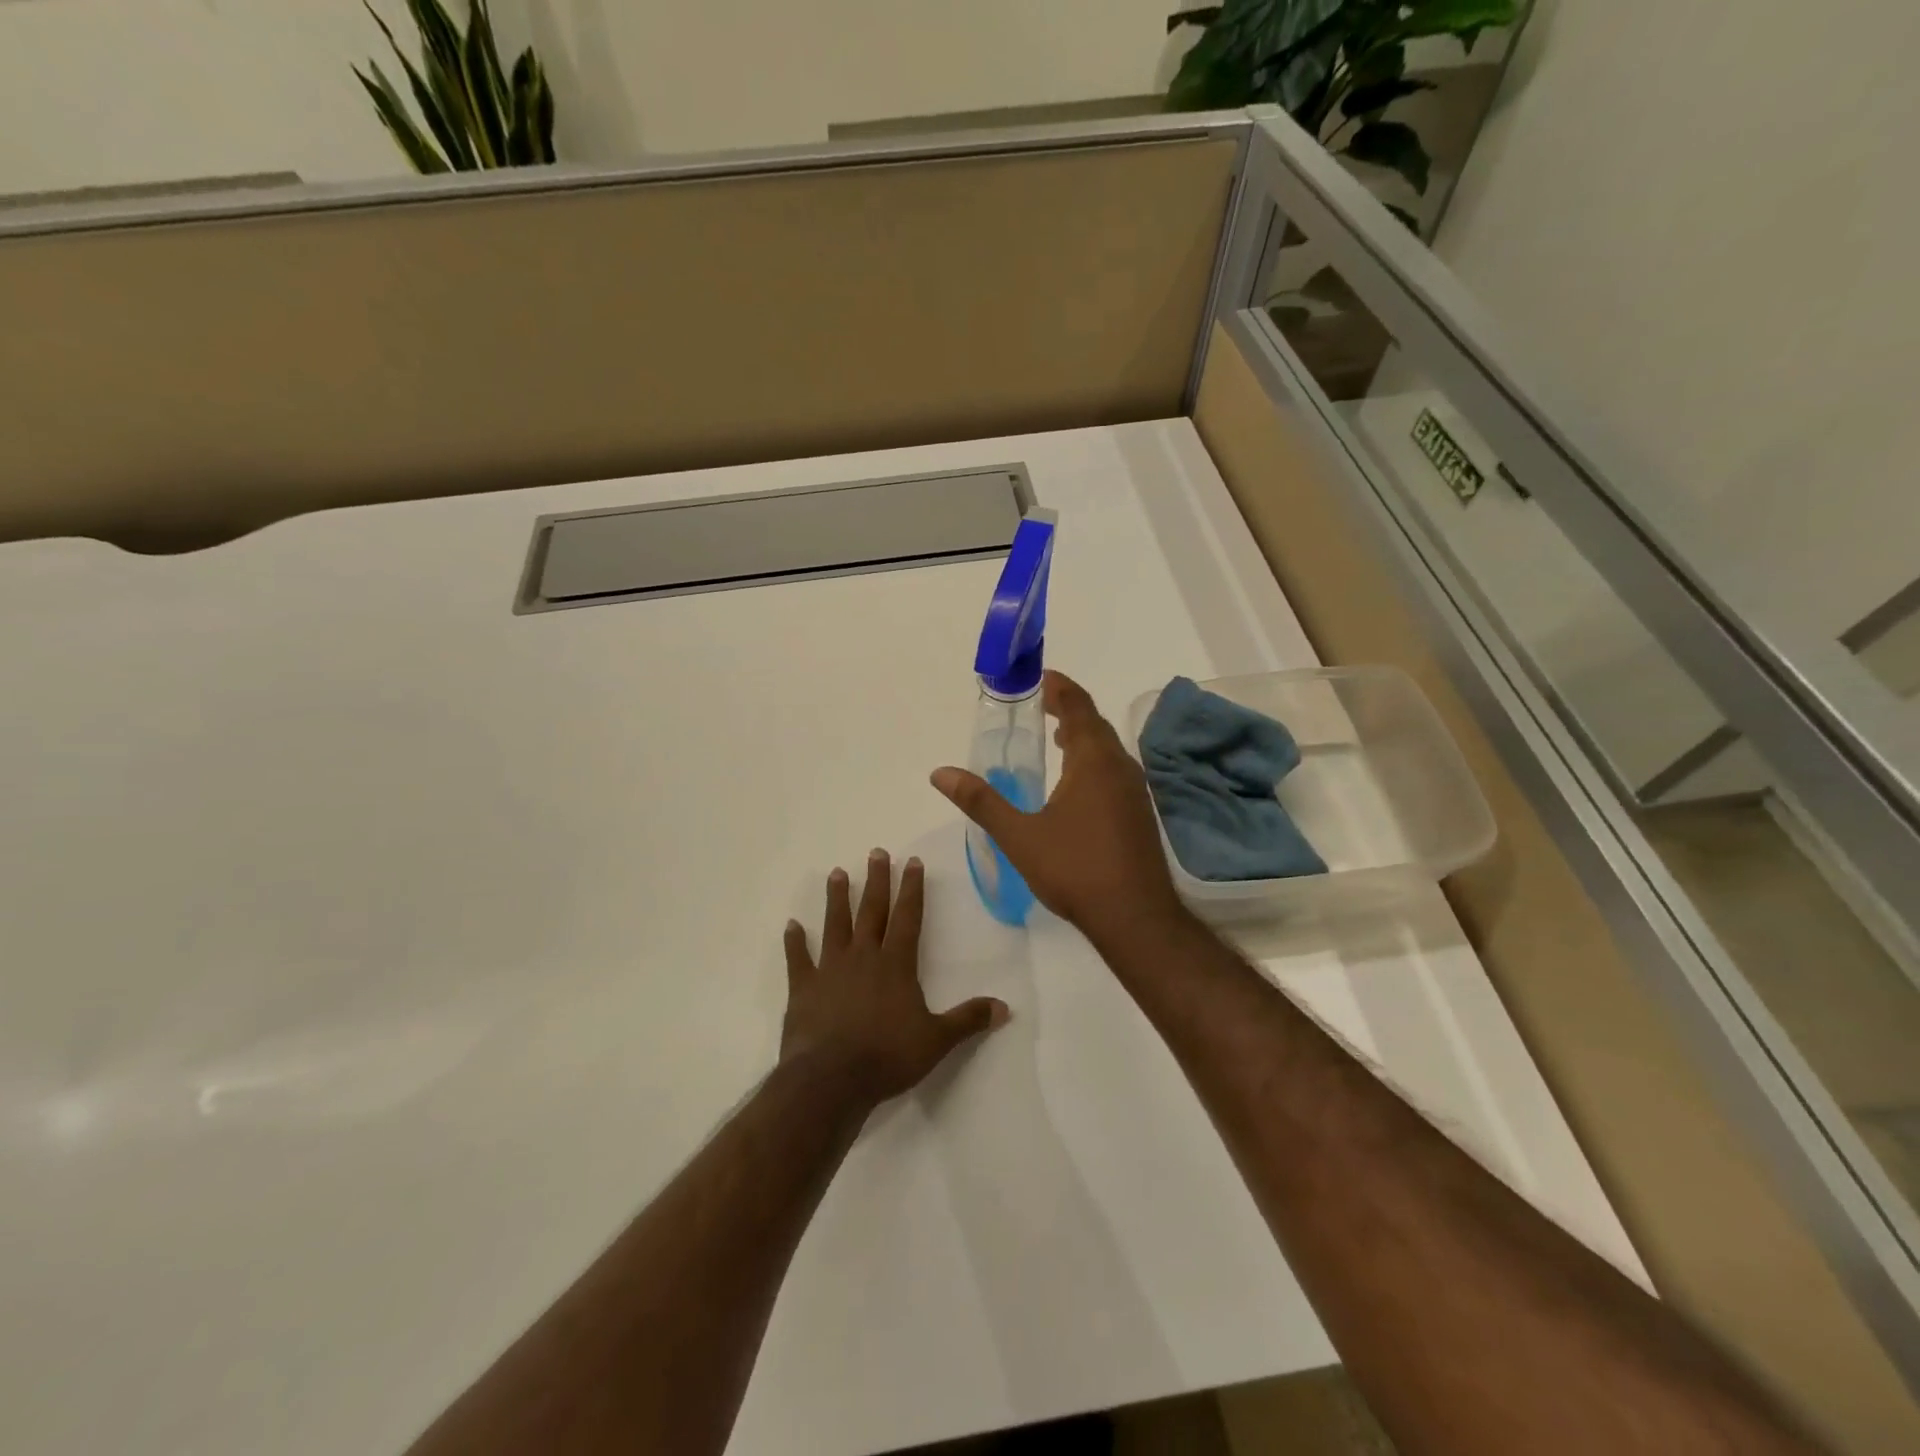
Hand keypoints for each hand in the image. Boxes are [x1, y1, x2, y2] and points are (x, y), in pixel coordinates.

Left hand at [780, 851, 1008, 1111]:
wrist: (831, 1079)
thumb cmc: (888, 1056)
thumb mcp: (937, 1040)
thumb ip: (968, 1020)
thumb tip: (1005, 1008)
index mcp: (896, 964)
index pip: (907, 917)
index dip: (912, 888)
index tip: (912, 861)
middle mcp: (863, 957)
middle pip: (872, 911)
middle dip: (877, 881)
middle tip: (876, 852)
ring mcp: (830, 970)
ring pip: (835, 925)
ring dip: (837, 899)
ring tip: (838, 873)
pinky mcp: (803, 988)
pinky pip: (798, 959)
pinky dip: (794, 942)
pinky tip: (791, 925)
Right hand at [931, 669, 1185, 941]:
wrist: (1134, 917)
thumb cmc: (1075, 869)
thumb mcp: (1019, 835)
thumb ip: (980, 801)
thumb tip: (940, 773)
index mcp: (1093, 761)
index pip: (1077, 707)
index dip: (1059, 687)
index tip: (1039, 677)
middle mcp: (1120, 767)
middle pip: (1095, 724)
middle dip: (1068, 709)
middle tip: (1039, 704)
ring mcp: (1134, 791)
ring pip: (1108, 749)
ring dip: (1082, 736)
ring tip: (1054, 738)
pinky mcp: (1138, 813)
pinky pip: (1114, 770)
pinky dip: (1092, 761)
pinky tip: (1075, 785)